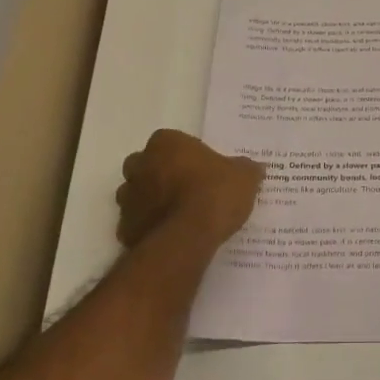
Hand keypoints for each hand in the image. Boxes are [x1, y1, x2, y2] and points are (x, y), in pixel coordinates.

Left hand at [115, 130, 263, 249]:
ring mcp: (129, 197)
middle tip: (187, 189)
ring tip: (179, 215)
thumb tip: (254, 168)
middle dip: (161, 174)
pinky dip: (149, 226)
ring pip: (136, 193)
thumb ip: (246, 169)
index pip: (172, 141)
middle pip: (146, 164)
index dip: (187, 155)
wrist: (187, 237)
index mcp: (166, 143)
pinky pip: (136, 222)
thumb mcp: (244, 177)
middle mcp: (140, 165)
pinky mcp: (125, 227)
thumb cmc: (215, 193)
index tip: (203, 169)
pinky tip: (170, 236)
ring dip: (151, 200)